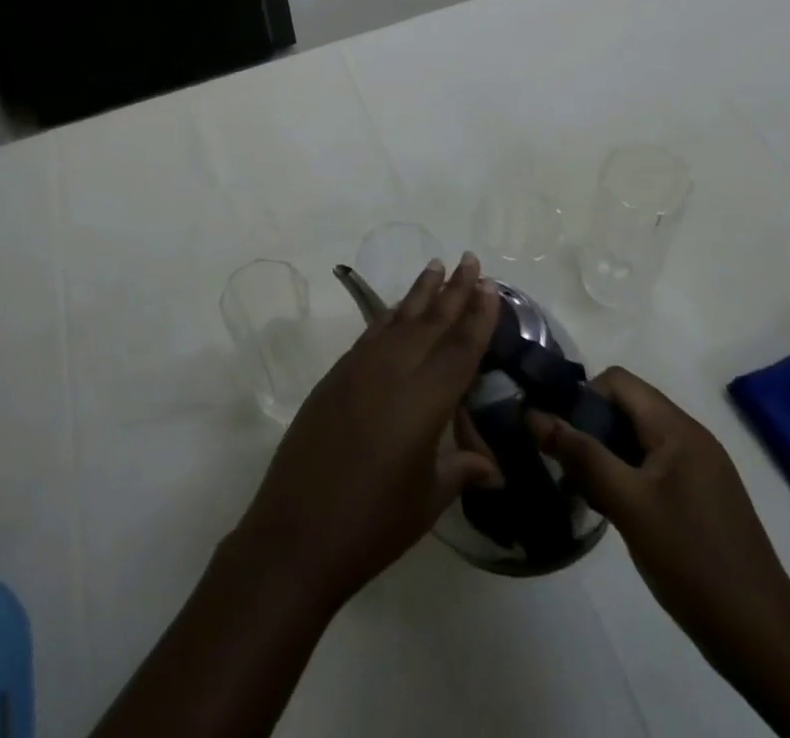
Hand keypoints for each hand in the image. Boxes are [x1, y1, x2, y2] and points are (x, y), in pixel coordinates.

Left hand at [233, 254, 498, 606]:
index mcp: (423, 401)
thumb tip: (492, 467)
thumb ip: (460, 469)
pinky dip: (389, 316)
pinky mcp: (335, 376)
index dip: (478, 316)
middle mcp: (392, 372)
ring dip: (419, 292)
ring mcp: (358, 369)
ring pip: (397, 319)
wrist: (297, 530)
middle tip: (470, 259)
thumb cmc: (373, 523)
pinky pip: (371, 334)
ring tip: (436, 266)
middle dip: (453, 289)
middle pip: (430, 322)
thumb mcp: (427, 499)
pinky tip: (397, 310)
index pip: (459, 348)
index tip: (491, 285)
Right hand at [528, 369, 789, 662]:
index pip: (617, 381)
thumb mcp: (627, 505)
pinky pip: (654, 466)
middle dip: (590, 427)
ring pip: (637, 439)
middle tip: (566, 464)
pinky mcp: (703, 499)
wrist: (766, 644)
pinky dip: (627, 475)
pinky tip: (614, 509)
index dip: (582, 397)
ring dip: (606, 454)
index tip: (559, 432)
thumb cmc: (693, 562)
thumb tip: (531, 414)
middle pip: (627, 407)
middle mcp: (692, 439)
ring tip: (585, 489)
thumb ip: (579, 455)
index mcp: (678, 429)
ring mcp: (701, 470)